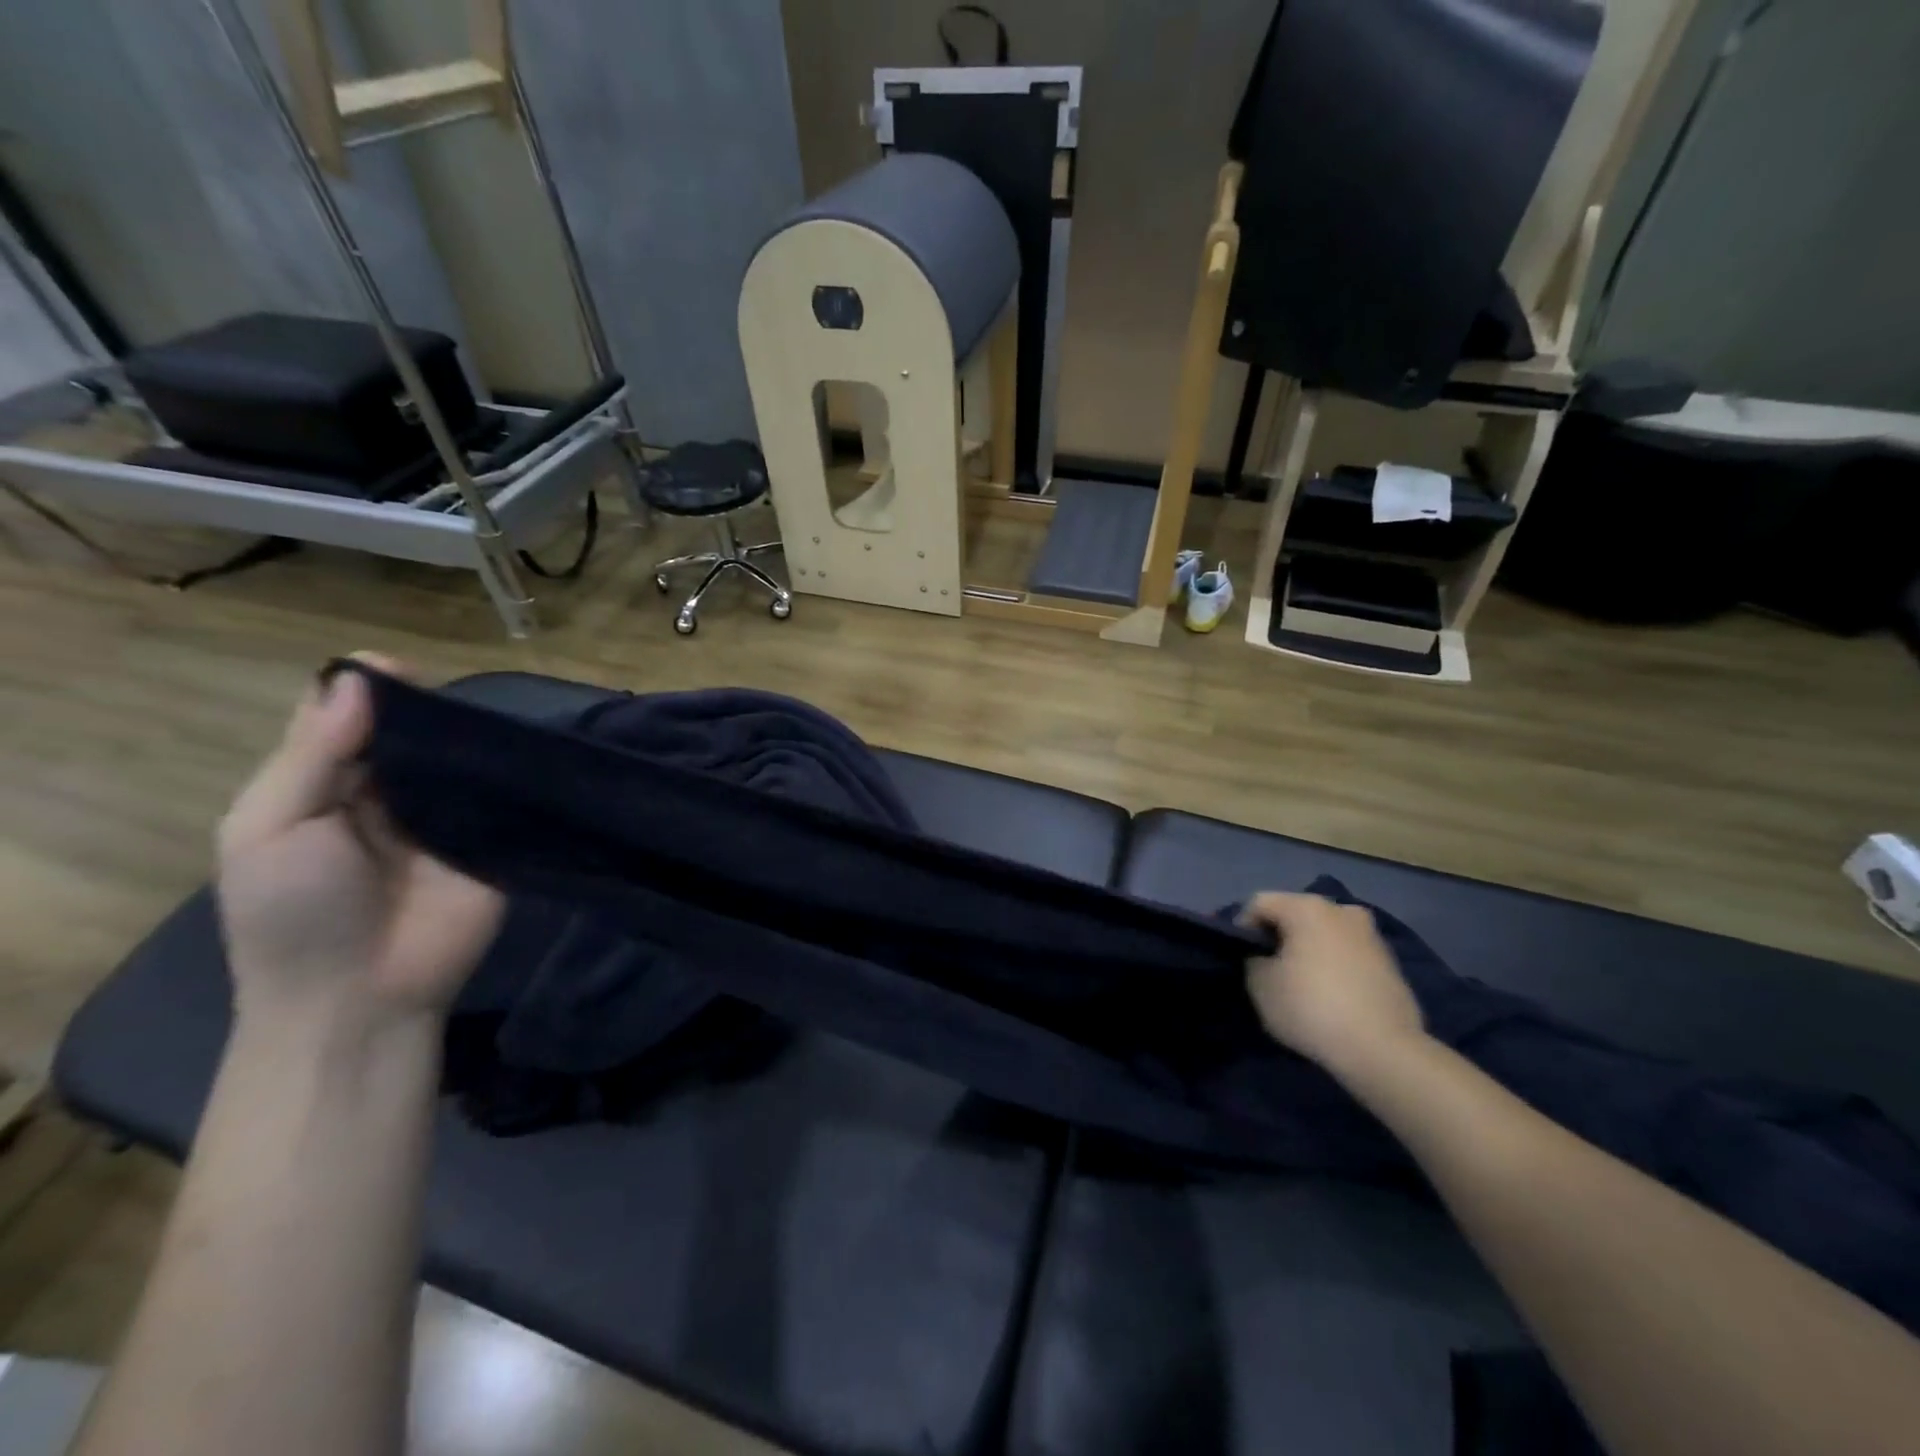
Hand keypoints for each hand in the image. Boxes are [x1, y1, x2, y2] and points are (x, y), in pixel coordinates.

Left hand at [215, 656, 503, 1029]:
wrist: (361, 996)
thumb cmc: (294, 914)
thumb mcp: (270, 829)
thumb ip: (313, 755)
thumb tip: (357, 678)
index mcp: (325, 786)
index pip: (345, 718)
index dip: (365, 688)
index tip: (396, 670)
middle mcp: (389, 793)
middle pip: (411, 732)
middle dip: (427, 708)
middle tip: (451, 695)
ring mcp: (448, 816)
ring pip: (461, 758)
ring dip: (473, 736)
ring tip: (491, 719)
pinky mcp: (496, 840)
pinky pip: (506, 797)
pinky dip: (514, 773)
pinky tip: (526, 750)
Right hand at [1239, 893, 1424, 1074]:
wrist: (1384, 1051)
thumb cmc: (1312, 1008)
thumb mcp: (1260, 985)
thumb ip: (1252, 960)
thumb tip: (1263, 957)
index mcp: (1307, 907)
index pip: (1259, 904)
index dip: (1241, 927)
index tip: (1238, 957)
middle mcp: (1341, 910)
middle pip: (1295, 915)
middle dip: (1278, 937)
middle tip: (1266, 969)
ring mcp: (1371, 935)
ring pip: (1324, 934)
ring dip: (1307, 951)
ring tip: (1299, 984)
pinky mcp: (1390, 963)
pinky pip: (1347, 955)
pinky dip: (1333, 966)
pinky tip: (1329, 996)